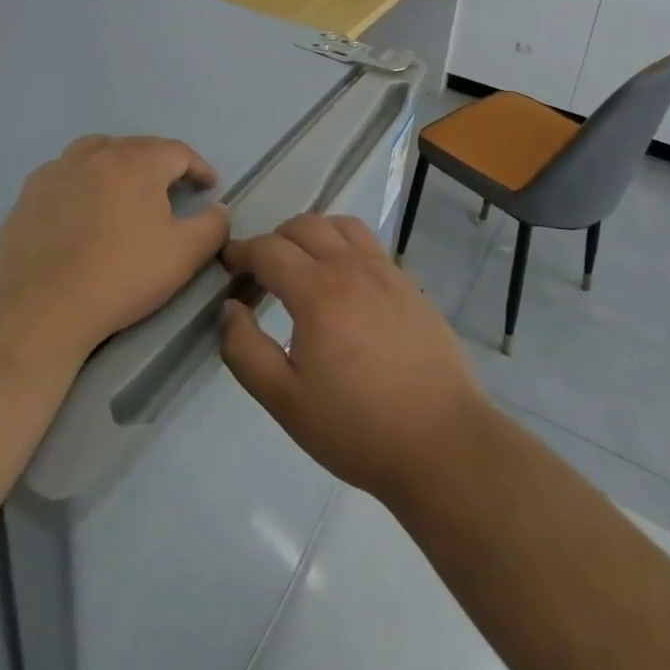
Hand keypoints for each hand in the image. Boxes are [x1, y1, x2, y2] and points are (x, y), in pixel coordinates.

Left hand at [0, 135, 229, 363]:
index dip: (198, 168)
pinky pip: (65, 176)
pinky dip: (82, 183)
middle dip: (159, 165)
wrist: (39, 309)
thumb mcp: (184, 255)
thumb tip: (218, 209)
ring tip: (125, 192)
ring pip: (96, 154)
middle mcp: (95, 153)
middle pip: (136, 148)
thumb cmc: (121, 276)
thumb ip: (212, 226)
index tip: (208, 187)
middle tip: (171, 190)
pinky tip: (82, 211)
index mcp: (136, 161)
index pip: (178, 151)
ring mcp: (56, 170)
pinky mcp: (28, 194)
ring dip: (118, 166)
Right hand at [219, 214, 488, 502]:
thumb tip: (230, 308)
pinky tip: (345, 282)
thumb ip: (245, 350)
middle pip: (304, 226)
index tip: (228, 264)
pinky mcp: (409, 285)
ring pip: (341, 226)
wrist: (442, 443)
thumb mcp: (285, 400)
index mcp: (317, 291)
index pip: (269, 249)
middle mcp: (351, 267)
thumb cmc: (356, 426)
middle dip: (275, 239)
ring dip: (313, 233)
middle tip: (261, 269)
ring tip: (303, 264)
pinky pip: (370, 244)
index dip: (242, 251)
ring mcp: (386, 272)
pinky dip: (345, 246)